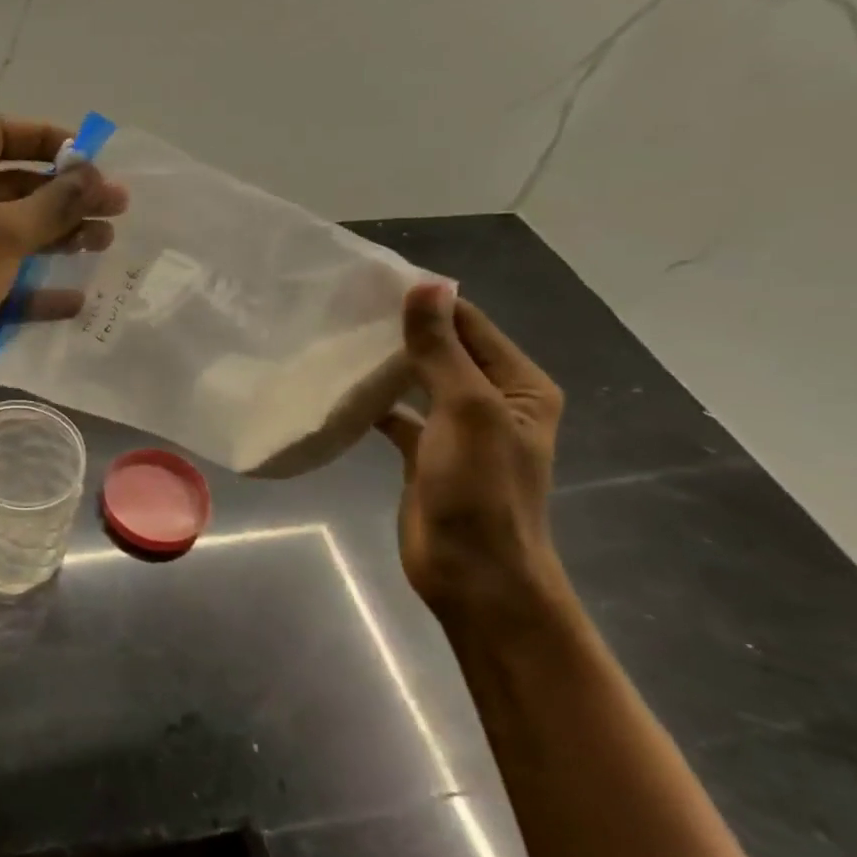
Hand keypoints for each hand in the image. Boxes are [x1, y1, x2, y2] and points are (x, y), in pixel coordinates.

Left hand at [0, 117, 126, 429]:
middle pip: (10, 188)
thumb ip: (49, 205)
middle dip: (62, 197)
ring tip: (104, 245)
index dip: (48, 140)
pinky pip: (0, 285)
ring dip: (55, 239)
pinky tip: (75, 301)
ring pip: (8, 238)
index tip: (95, 159)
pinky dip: (35, 290)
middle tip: (116, 210)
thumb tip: (94, 175)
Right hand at [375, 284, 575, 629]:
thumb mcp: (467, 410)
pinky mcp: (426, 455)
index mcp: (518, 386)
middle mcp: (492, 401)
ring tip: (338, 339)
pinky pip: (398, 416)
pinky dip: (375, 403)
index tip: (374, 282)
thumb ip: (442, 350)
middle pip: (444, 351)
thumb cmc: (481, 490)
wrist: (473, 574)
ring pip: (418, 382)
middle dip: (402, 331)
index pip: (471, 325)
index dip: (428, 303)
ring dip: (386, 365)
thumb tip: (426, 286)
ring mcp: (457, 430)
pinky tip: (341, 391)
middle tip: (345, 309)